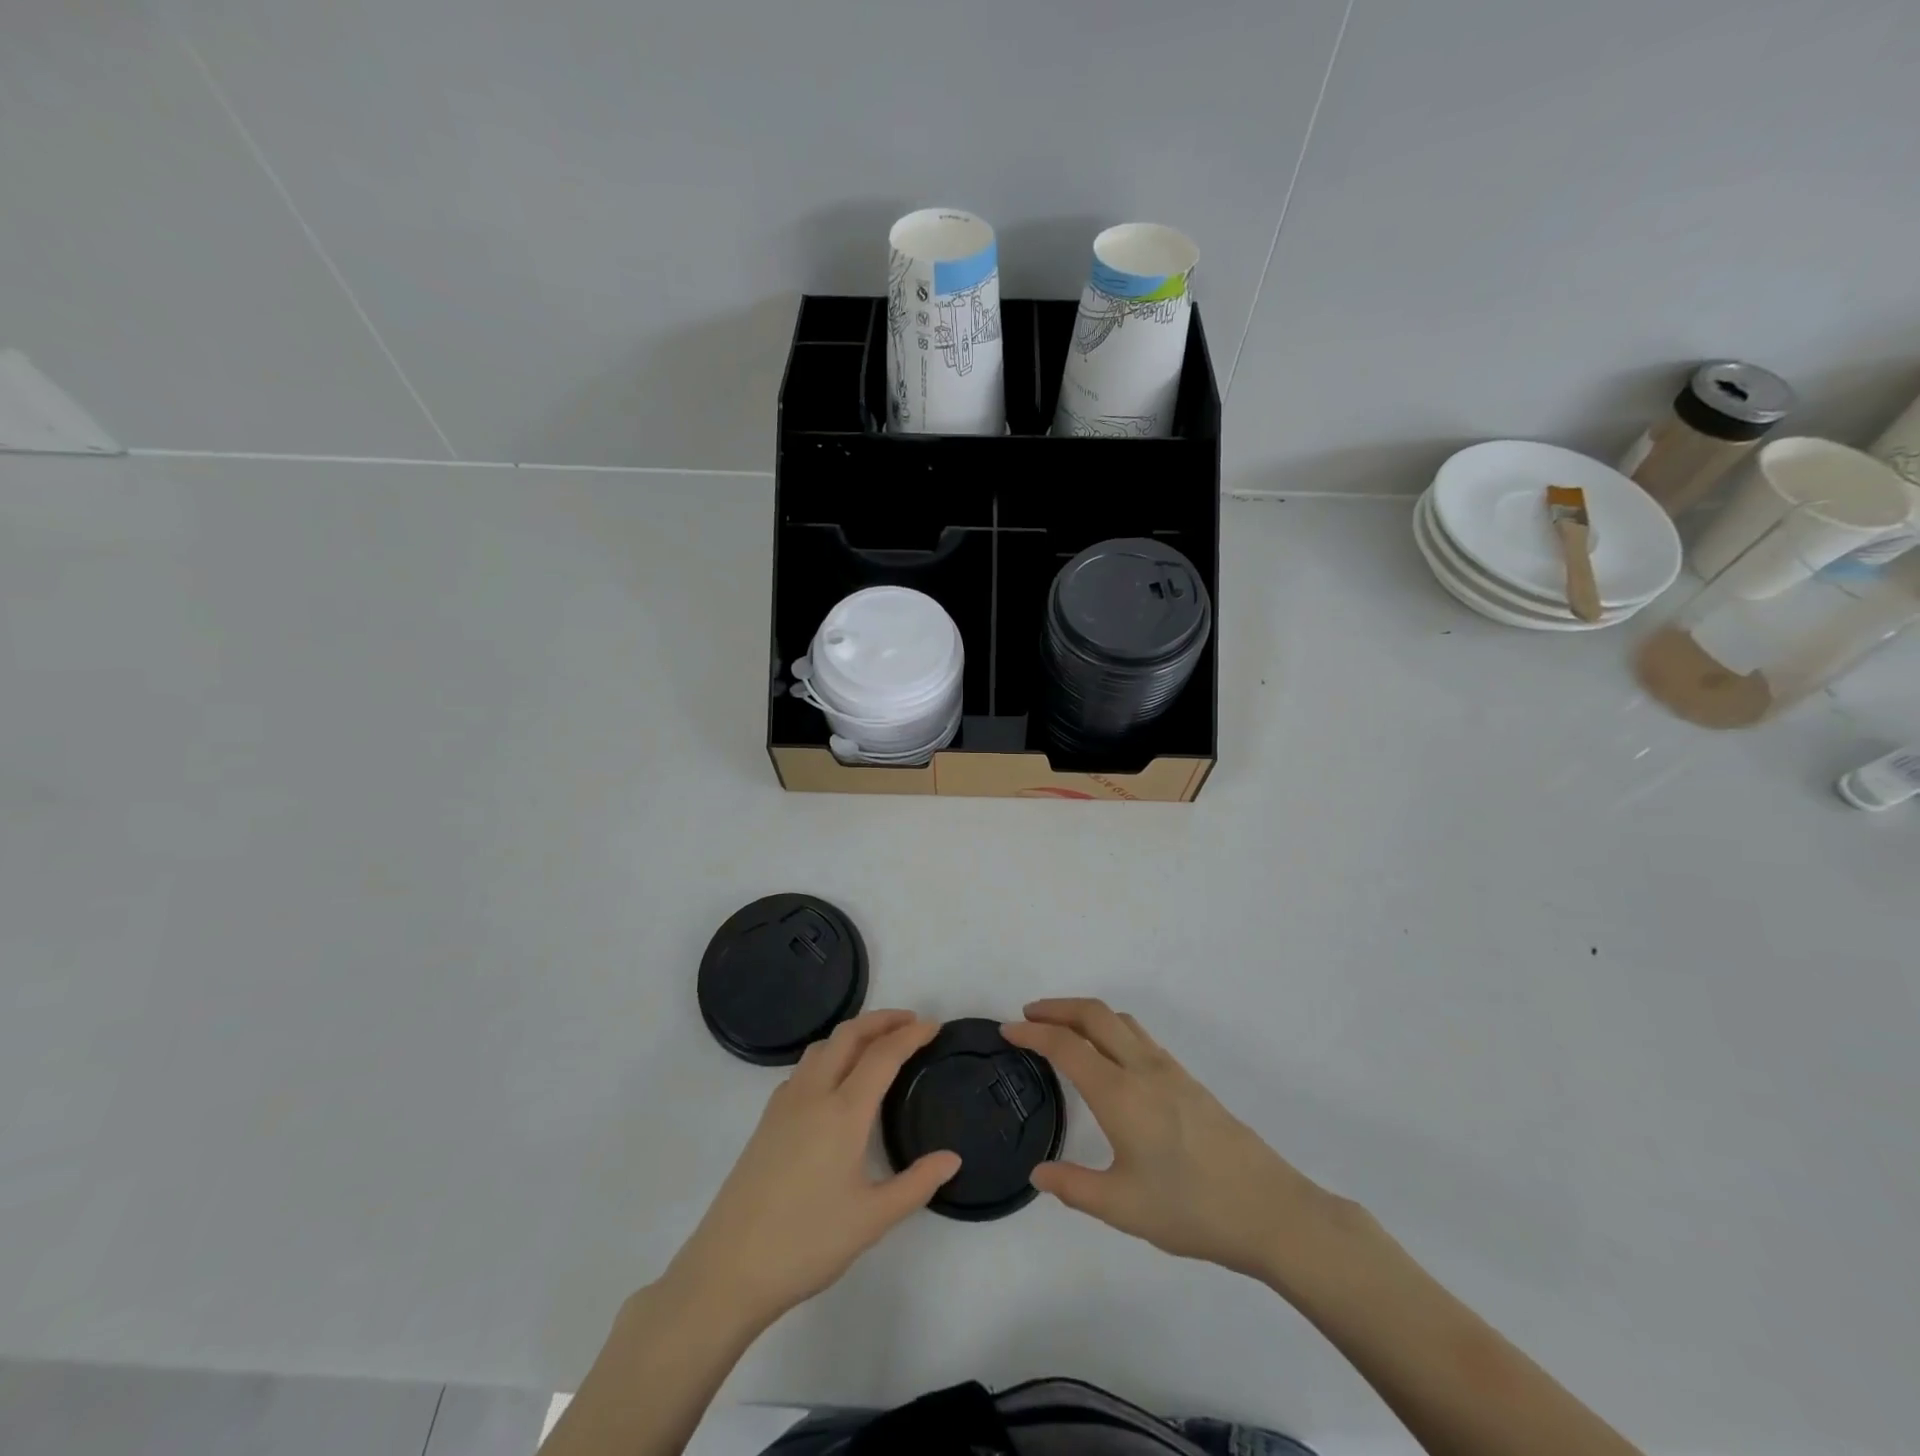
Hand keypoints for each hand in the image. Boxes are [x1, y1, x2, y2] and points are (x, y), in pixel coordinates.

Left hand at [665, 1010, 960, 1327]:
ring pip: (822, 1046)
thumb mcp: (872, 1220)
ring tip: (877, 1045)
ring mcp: (785, 1104)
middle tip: (910, 1022)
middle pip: (849, 1035)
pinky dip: (829, 1055)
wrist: (728, 1269)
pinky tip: (835, 1081)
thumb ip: (916, 1184)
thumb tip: (952, 1158)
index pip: (883, 1055)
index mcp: (843, 1112)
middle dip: (882, 1020)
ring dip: (853, 1034)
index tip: (934, 1027)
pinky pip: (804, 1067)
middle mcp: (813, 1094)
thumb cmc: (806, 1243)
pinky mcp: (767, 1120)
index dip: (911, 1035)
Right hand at [1003, 999, 1350, 1281]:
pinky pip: (1138, 1035)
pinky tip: (1108, 1056)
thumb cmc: (1191, 1209)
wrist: (1269, 1209)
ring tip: (1062, 1029)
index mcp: (1119, 1093)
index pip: (1066, 1046)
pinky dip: (1110, 1028)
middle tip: (1028, 1016)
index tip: (1007, 1029)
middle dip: (1057, 1007)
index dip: (1033, 1032)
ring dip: (1085, 1013)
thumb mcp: (1122, 1207)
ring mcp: (1168, 1069)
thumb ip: (1074, 1187)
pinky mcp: (1187, 1079)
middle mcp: (1141, 1068)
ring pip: (1119, 1020)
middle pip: (1094, 1014)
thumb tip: (1039, 1172)